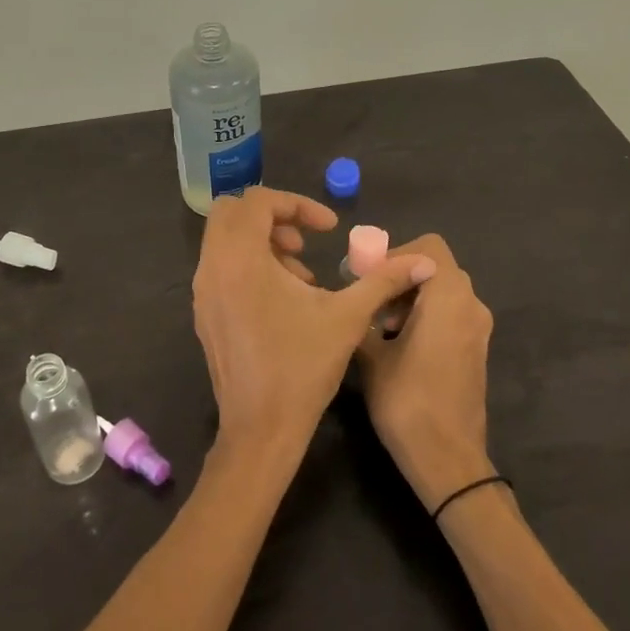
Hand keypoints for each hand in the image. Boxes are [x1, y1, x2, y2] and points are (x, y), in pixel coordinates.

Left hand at [192, 188, 434, 457]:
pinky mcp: (204, 313)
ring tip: (301, 276)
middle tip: (305, 243)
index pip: (258, 201)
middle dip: (272, 217)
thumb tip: (426, 261)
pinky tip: (283, 301)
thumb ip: (384, 280)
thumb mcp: (348, 317)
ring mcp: (203, 292)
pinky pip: (221, 268)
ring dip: (262, 242)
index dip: (298, 204)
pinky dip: (249, 265)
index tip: (329, 229)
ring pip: (224, 241)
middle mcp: (213, 268)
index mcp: (241, 259)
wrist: (261, 429)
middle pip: (232, 212)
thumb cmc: (303, 367)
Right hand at [357, 234, 496, 510]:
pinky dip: (425, 316)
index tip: (368, 277)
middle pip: (435, 268)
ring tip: (379, 327)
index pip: (429, 247)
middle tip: (368, 300)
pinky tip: (399, 345)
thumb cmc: (407, 401)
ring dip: (411, 298)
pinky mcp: (476, 350)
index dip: (395, 253)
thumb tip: (353, 301)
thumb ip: (362, 316)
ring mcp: (478, 329)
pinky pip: (450, 315)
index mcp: (449, 296)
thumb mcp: (371, 355)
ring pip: (443, 292)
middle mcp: (471, 304)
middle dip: (400, 277)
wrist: (448, 458)